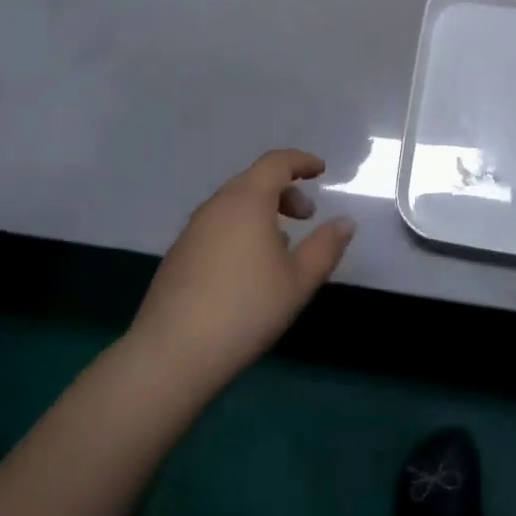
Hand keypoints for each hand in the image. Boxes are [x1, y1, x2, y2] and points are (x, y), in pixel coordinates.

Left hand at [128, 149, 355, 394]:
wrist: (171, 354)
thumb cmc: (245, 310)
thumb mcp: (298, 281)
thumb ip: (325, 247)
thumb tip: (345, 222)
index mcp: (247, 200)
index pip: (276, 162)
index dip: (301, 161)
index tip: (321, 170)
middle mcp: (217, 205)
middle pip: (254, 180)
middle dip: (285, 190)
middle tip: (307, 216)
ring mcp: (193, 229)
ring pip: (234, 203)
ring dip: (262, 211)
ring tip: (281, 244)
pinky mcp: (179, 253)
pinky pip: (218, 224)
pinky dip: (241, 228)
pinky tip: (248, 267)